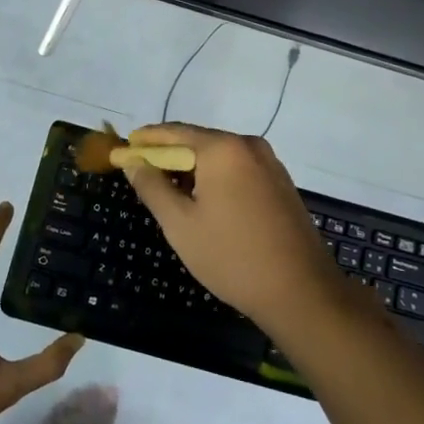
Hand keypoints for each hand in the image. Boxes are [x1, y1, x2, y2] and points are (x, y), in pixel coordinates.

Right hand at [118, 125, 348, 335]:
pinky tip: (205, 203)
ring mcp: (270, 163)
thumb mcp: (180, 224)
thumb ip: (152, 187)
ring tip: (170, 193)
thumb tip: (133, 162)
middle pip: (198, 141)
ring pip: (219, 157)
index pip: (174, 132)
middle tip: (142, 175)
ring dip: (193, 169)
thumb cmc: (232, 256)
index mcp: (223, 148)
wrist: (300, 291)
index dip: (146, 140)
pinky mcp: (281, 183)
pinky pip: (238, 170)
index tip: (123, 149)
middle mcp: (249, 145)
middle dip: (168, 156)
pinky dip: (216, 178)